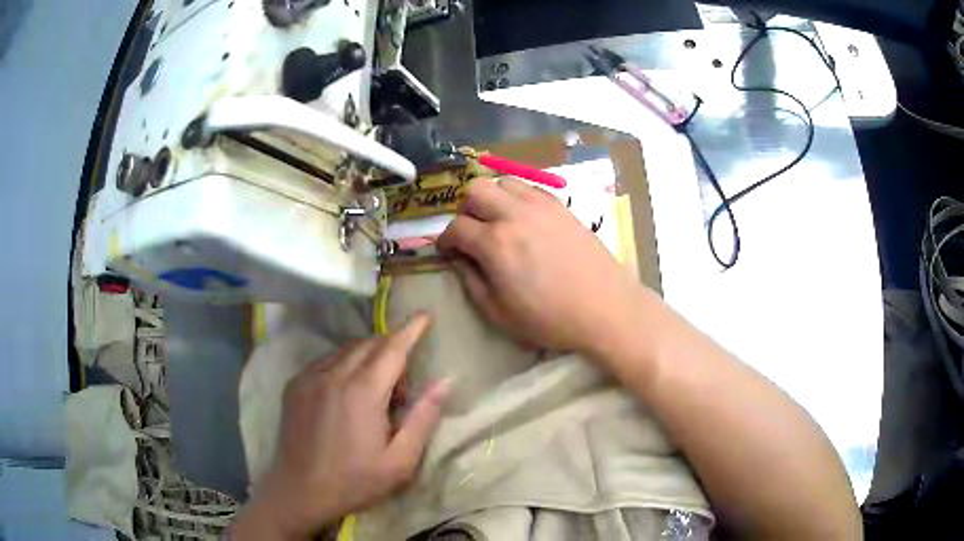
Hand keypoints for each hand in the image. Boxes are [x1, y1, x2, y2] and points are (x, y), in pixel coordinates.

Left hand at [231, 314, 448, 539]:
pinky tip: (346, 393)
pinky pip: (327, 360)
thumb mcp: (400, 460)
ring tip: (374, 395)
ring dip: (369, 358)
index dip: (411, 329)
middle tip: (401, 390)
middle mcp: (334, 374)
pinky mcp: (295, 384)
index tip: (424, 315)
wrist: (299, 491)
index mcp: (363, 393)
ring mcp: (310, 377)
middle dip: (392, 352)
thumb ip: (423, 417)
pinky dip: (345, 364)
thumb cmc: (355, 481)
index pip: (393, 348)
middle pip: (370, 344)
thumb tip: (445, 380)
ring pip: (347, 349)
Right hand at [437, 177, 641, 355]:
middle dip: (465, 210)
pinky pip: (528, 187)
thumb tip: (457, 260)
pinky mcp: (560, 206)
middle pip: (474, 190)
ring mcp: (540, 205)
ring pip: (501, 181)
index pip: (455, 228)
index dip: (445, 240)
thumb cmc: (550, 319)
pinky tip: (522, 218)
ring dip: (491, 198)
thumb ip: (471, 281)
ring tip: (497, 221)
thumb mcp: (500, 312)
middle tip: (471, 232)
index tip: (447, 252)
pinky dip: (515, 196)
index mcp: (495, 244)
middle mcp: (514, 214)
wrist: (605, 308)